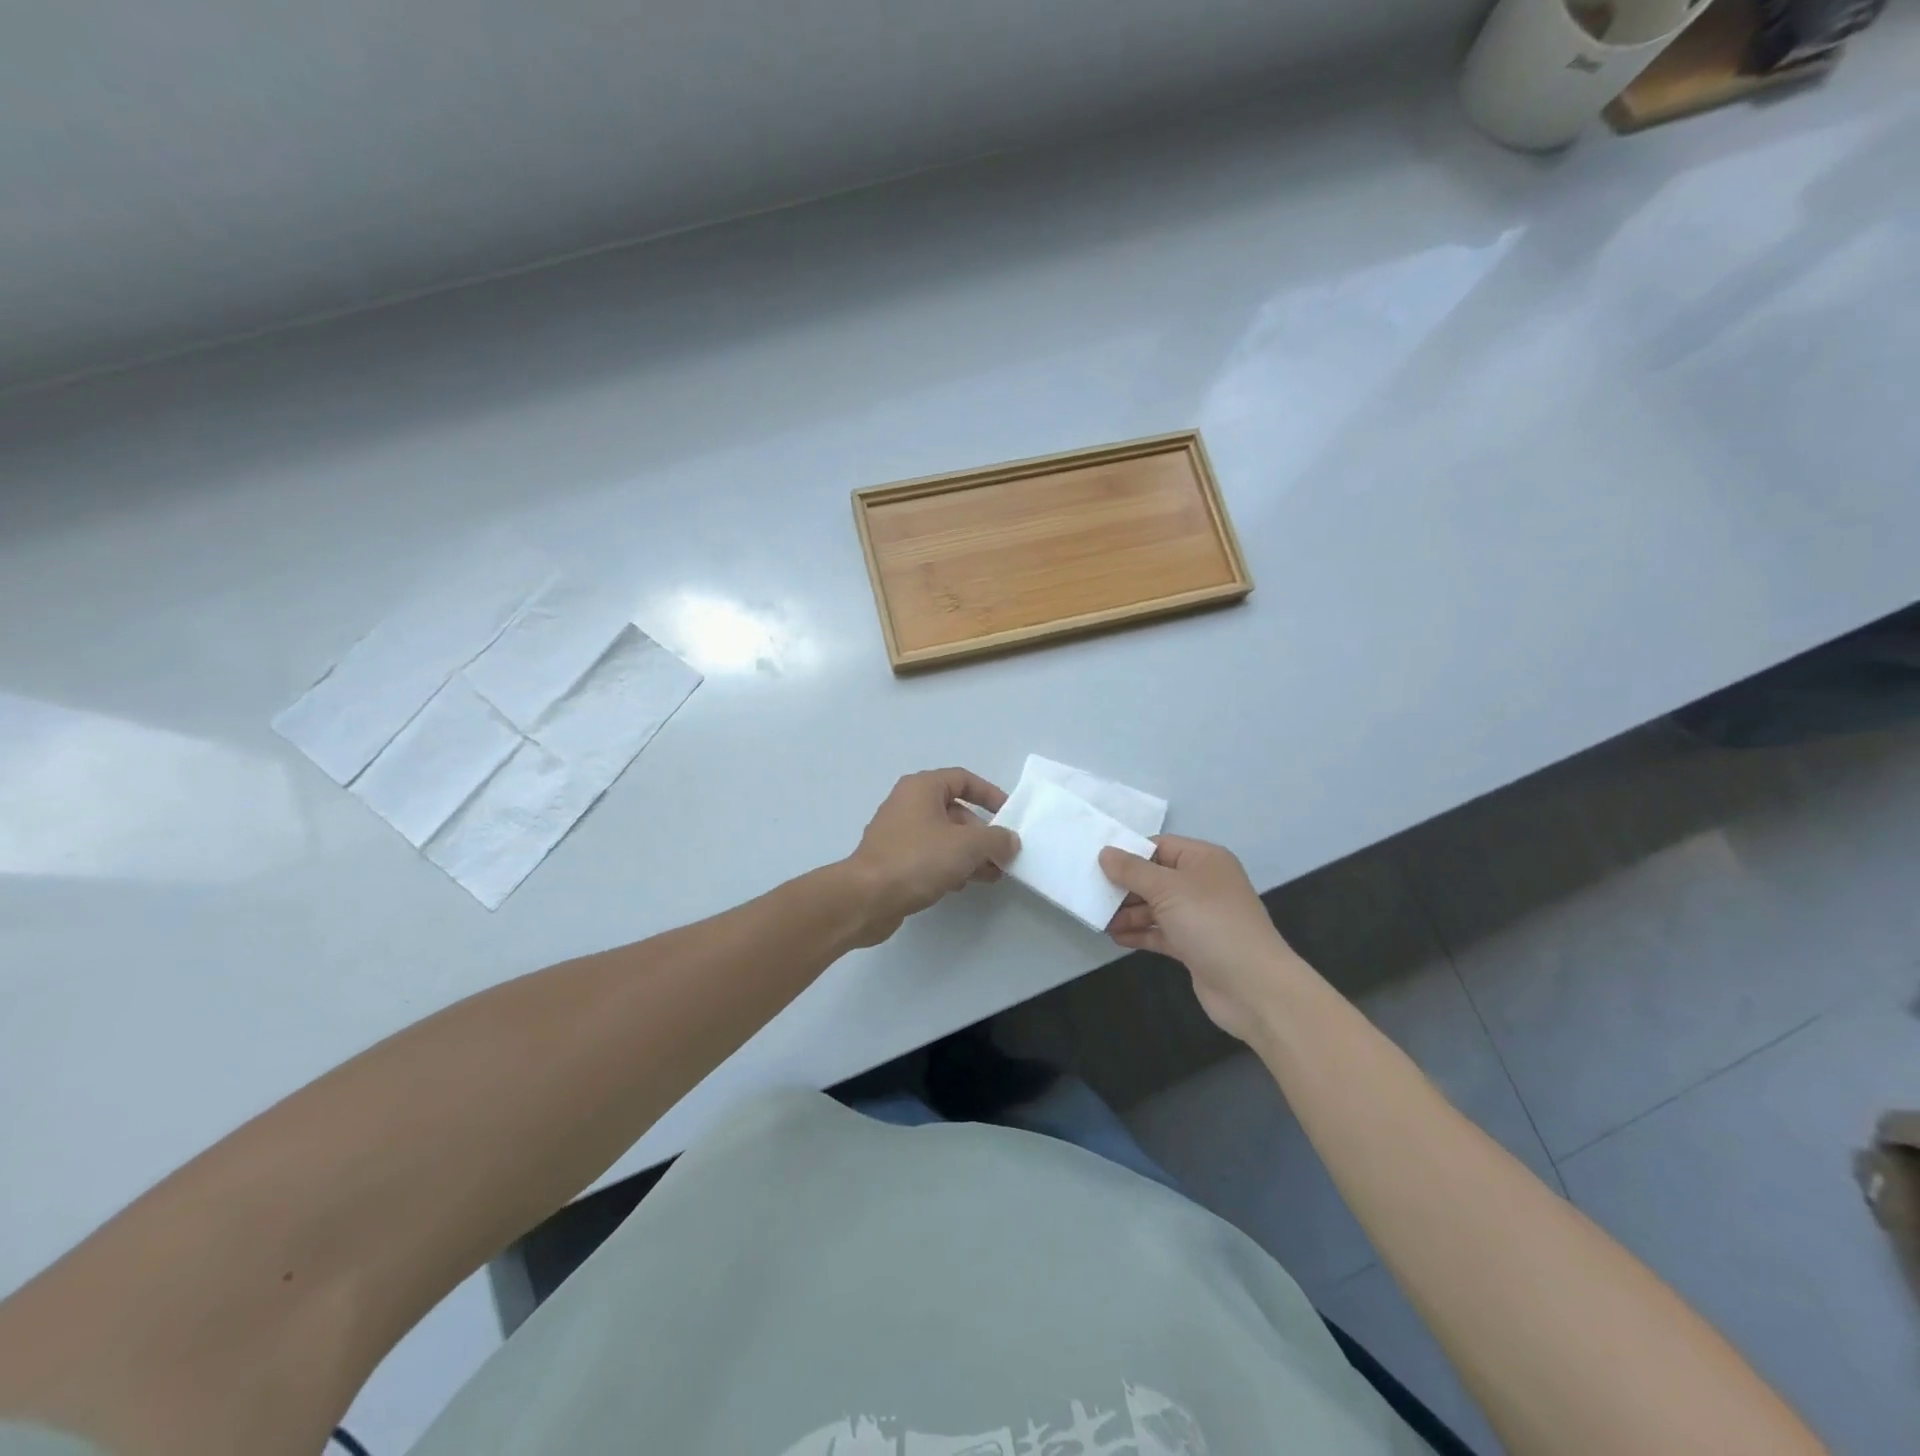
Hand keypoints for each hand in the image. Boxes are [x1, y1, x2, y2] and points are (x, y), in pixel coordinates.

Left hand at [843, 768, 1019, 945]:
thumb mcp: (967, 846)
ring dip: (969, 854)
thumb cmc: (917, 860)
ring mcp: (898, 833)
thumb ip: (996, 840)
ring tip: (992, 875)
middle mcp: (908, 804)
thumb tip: (1010, 841)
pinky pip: (929, 856)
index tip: (1010, 815)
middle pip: (955, 811)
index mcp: (922, 788)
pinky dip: (949, 866)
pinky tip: (962, 885)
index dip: (989, 794)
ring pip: (943, 837)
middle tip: (1002, 855)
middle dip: (982, 833)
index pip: (963, 780)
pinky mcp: (893, 860)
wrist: (866, 898)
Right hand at [1099, 835, 1302, 1043]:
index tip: (1096, 863)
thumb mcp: (1167, 889)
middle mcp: (1203, 884)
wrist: (1253, 987)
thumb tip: (1105, 852)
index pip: (1159, 846)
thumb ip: (1133, 871)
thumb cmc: (1211, 924)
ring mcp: (1199, 916)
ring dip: (1128, 913)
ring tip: (1099, 920)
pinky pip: (1161, 932)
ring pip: (1156, 907)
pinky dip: (1140, 933)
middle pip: (1155, 877)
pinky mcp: (1194, 945)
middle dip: (1125, 886)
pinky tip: (1115, 937)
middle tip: (1092, 894)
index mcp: (1203, 860)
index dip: (1129, 853)